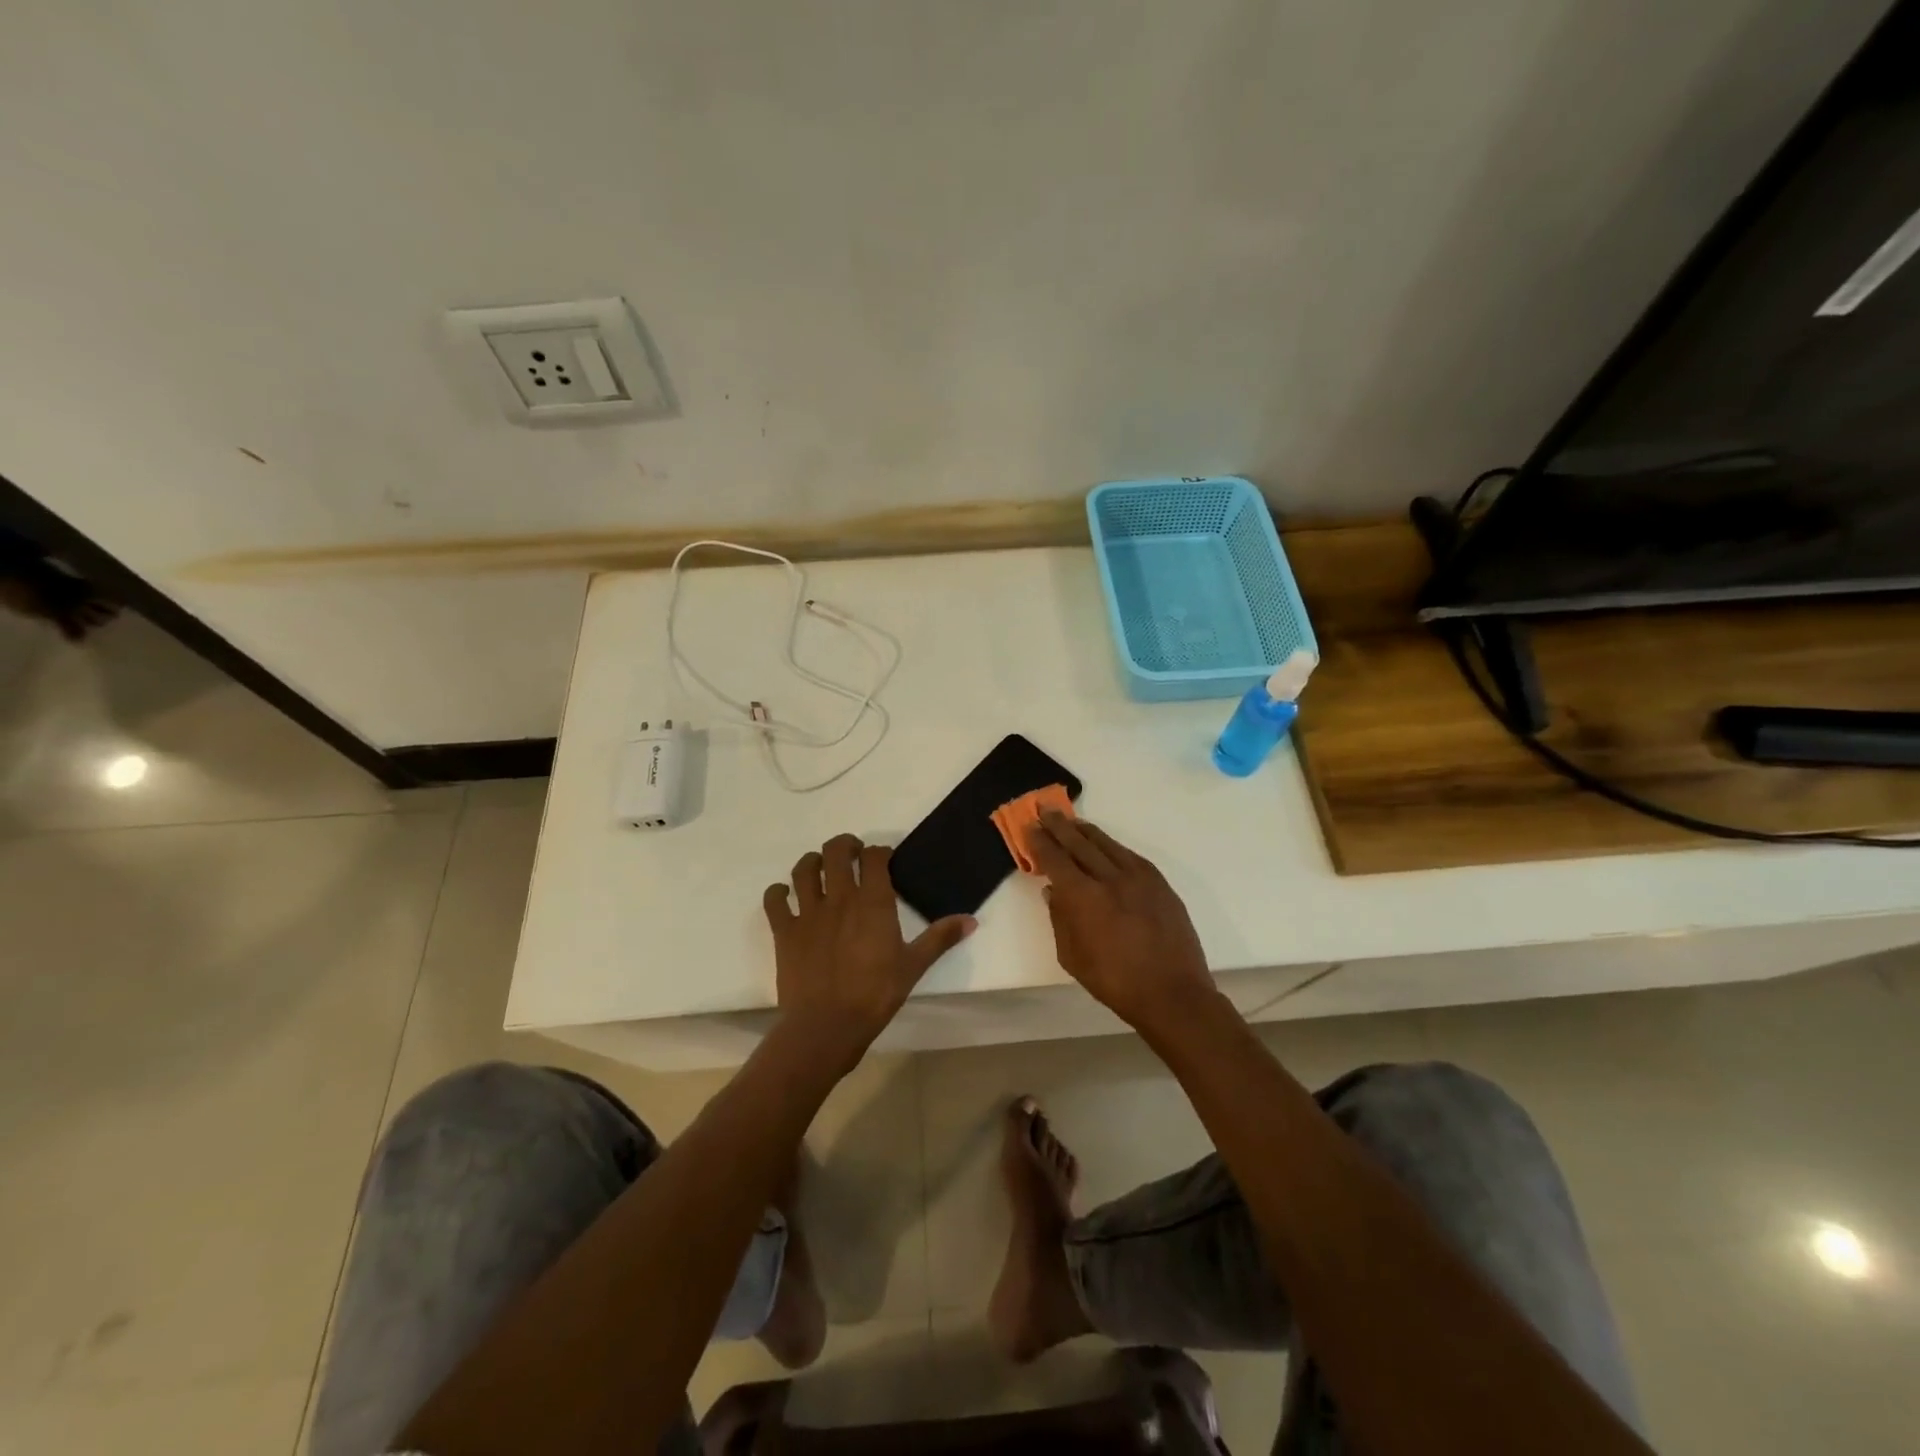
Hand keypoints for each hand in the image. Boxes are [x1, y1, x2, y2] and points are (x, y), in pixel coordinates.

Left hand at [764, 833, 974, 1070]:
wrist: (827, 1027)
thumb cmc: (875, 995)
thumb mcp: (914, 966)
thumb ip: (940, 938)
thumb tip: (971, 920)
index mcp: (873, 902)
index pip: (874, 857)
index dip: (879, 852)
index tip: (884, 860)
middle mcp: (840, 897)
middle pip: (836, 851)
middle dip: (844, 845)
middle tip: (851, 855)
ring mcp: (808, 912)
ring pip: (803, 869)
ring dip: (811, 862)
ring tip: (819, 868)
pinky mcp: (784, 931)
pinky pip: (775, 900)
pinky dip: (778, 893)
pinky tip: (786, 897)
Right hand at [1027, 812, 1219, 1031]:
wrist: (1172, 993)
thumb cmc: (1115, 982)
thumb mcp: (1072, 957)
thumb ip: (1060, 919)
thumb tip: (1053, 890)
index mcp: (1084, 897)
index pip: (1055, 859)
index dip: (1040, 841)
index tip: (1029, 826)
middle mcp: (1110, 878)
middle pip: (1079, 843)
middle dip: (1060, 826)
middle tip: (1045, 810)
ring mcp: (1139, 877)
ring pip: (1106, 844)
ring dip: (1085, 830)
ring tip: (1071, 820)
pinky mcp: (1159, 883)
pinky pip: (1129, 855)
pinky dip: (1112, 846)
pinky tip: (1104, 844)